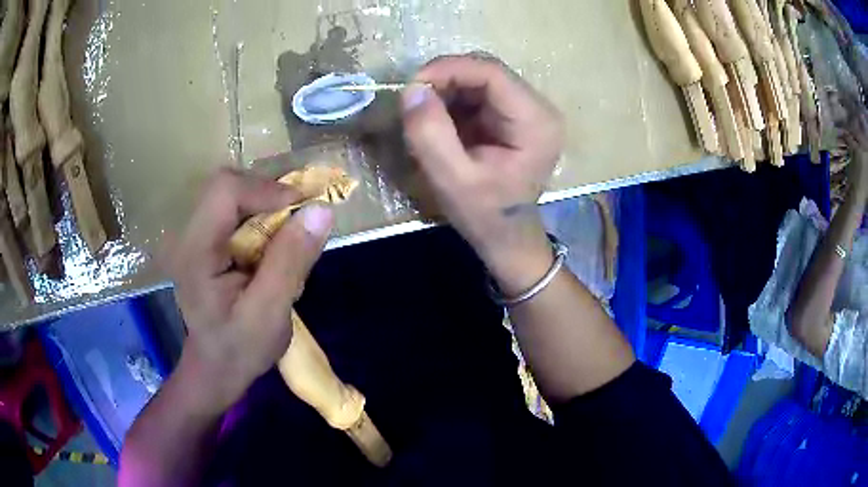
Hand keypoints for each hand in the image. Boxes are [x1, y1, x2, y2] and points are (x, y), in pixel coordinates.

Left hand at [169, 168, 333, 411]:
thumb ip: (290, 262)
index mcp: (195, 252)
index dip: (266, 190)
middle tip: (299, 219)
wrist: (216, 367)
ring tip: (290, 232)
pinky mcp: (205, 241)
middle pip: (227, 185)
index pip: (225, 191)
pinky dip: (261, 216)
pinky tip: (273, 242)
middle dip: (268, 194)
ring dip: (266, 204)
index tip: (303, 210)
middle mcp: (189, 235)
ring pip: (233, 194)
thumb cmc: (240, 349)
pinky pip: (234, 210)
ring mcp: (195, 236)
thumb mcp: (270, 314)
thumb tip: (320, 210)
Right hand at [401, 55, 564, 293]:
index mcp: (535, 122)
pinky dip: (452, 101)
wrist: (506, 236)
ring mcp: (527, 110)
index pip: (492, 73)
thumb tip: (412, 90)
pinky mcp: (512, 116)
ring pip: (479, 79)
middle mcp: (538, 108)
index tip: (412, 86)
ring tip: (424, 117)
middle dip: (445, 80)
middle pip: (486, 71)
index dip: (449, 69)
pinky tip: (439, 122)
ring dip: (446, 91)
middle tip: (413, 103)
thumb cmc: (485, 215)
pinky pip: (477, 93)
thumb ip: (430, 134)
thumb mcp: (452, 180)